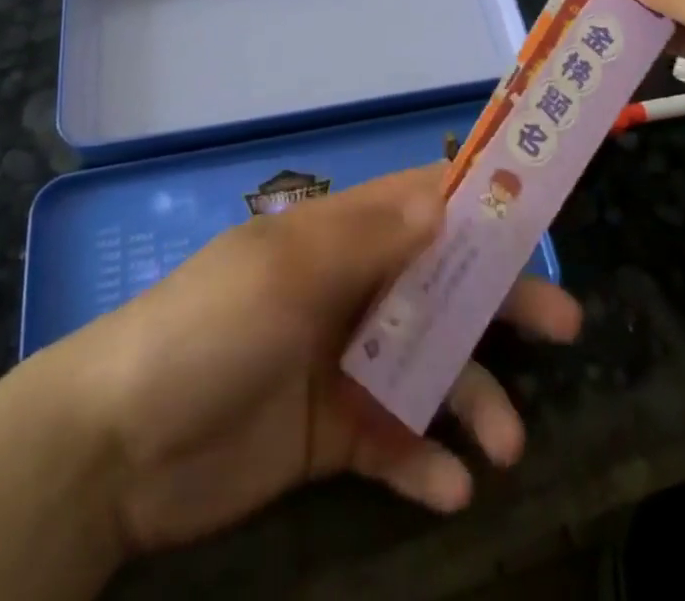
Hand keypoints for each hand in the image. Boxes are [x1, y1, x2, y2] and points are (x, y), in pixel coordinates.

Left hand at [49, 165, 580, 555]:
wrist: (120, 445)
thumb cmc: (212, 329)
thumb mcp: (288, 269)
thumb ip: (370, 236)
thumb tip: (446, 196)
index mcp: (338, 237)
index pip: (419, 203)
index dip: (476, 201)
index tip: (538, 213)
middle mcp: (351, 291)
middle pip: (442, 285)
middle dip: (501, 303)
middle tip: (564, 327)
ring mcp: (344, 364)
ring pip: (430, 369)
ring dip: (474, 399)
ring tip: (505, 445)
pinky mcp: (335, 435)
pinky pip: (397, 442)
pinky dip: (427, 460)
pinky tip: (450, 487)